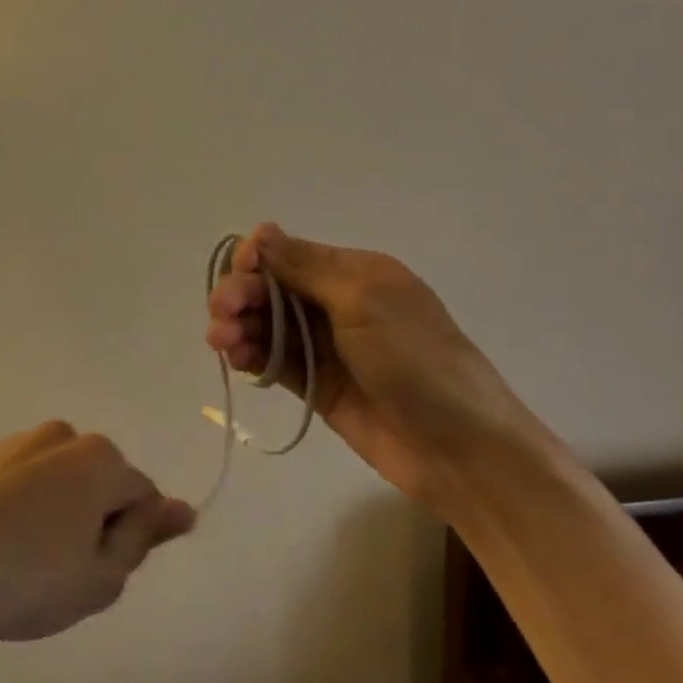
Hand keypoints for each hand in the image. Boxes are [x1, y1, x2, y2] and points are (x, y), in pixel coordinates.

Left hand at [0, 423, 194, 666]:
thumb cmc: (26, 578)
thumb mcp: (100, 576)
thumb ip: (144, 537)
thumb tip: (183, 509)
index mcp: (99, 459)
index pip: (142, 496)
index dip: (131, 539)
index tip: (101, 572)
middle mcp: (62, 435)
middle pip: (99, 482)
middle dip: (94, 521)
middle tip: (65, 573)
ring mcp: (17, 442)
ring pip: (58, 481)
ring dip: (56, 514)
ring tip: (24, 565)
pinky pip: (19, 483)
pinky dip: (19, 509)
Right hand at [205, 223, 532, 509]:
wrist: (462, 451)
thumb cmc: (416, 360)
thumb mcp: (363, 300)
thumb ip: (306, 267)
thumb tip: (261, 231)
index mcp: (355, 271)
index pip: (290, 252)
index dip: (257, 259)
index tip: (239, 273)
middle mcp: (337, 303)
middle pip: (273, 288)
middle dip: (241, 294)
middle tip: (221, 315)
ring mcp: (328, 347)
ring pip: (268, 325)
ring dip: (239, 326)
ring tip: (222, 342)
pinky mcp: (318, 385)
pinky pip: (275, 361)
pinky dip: (251, 355)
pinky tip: (235, 358)